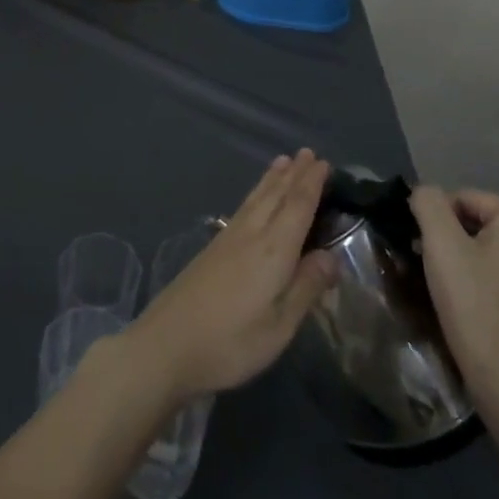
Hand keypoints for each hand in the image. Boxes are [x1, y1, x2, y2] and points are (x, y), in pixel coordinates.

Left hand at [123, 150, 338, 402]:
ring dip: (272, 179)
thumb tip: (332, 256)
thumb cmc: (230, 343)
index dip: (311, 184)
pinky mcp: (212, 249)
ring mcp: (227, 239)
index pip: (297, 207)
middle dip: (294, 174)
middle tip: (308, 152)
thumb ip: (305, 288)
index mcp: (272, 251)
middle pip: (275, 196)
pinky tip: (254, 200)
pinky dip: (255, 194)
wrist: (166, 345)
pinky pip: (243, 208)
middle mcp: (250, 235)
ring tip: (283, 161)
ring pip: (256, 199)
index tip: (324, 163)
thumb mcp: (279, 326)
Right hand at [409, 187, 498, 401]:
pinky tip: (477, 307)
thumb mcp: (440, 244)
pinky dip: (492, 283)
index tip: (420, 244)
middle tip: (430, 265)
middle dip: (454, 239)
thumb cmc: (474, 304)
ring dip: (471, 261)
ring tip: (450, 288)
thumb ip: (428, 203)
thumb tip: (425, 193)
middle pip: (485, 225)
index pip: (467, 198)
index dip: (437, 217)